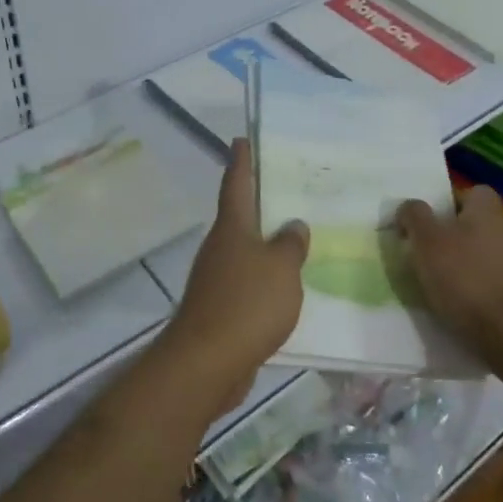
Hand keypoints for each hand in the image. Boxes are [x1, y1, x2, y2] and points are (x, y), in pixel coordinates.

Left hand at [160, 139, 308, 413]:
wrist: (207, 363)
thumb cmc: (247, 303)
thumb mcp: (282, 268)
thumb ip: (291, 244)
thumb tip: (293, 226)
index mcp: (232, 227)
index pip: (236, 183)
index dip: (241, 160)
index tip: (241, 139)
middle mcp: (220, 246)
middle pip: (240, 217)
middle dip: (260, 204)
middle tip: (287, 191)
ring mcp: (216, 278)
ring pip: (245, 251)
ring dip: (265, 245)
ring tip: (295, 240)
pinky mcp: (220, 308)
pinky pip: (247, 283)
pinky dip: (264, 280)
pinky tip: (285, 288)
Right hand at [398, 185, 502, 380]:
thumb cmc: (466, 279)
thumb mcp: (427, 241)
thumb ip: (415, 217)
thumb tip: (409, 206)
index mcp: (487, 211)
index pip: (472, 191)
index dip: (448, 201)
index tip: (427, 219)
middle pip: (474, 224)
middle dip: (450, 236)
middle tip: (423, 252)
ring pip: (480, 255)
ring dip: (459, 265)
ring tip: (434, 284)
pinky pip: (488, 283)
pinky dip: (472, 290)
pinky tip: (455, 306)